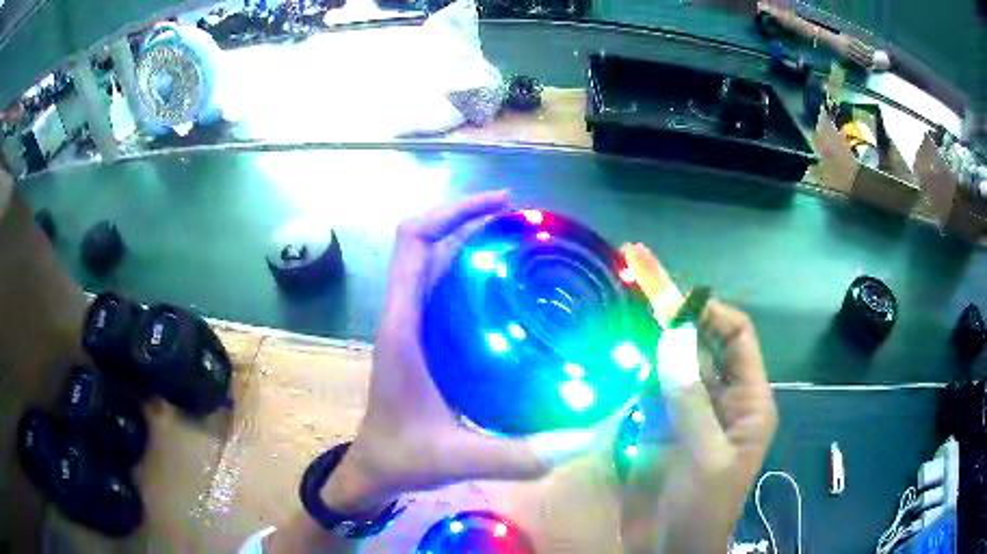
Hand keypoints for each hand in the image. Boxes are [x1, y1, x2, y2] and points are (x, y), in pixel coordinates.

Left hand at [322, 191, 549, 512]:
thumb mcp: (460, 458)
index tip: (500, 205)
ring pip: (435, 264)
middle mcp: (404, 315)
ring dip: (472, 245)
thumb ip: (518, 456)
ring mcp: (411, 326)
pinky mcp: (422, 340)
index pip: (413, 243)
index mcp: (403, 327)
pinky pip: (443, 290)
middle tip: (527, 225)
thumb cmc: (403, 456)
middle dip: (472, 221)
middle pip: (427, 244)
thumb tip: (581, 441)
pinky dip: (472, 276)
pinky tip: (511, 292)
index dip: (452, 212)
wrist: (375, 468)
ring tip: (525, 247)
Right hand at [618, 244, 777, 553]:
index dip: (709, 312)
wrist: (674, 550)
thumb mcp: (705, 457)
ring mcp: (690, 415)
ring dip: (650, 341)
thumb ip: (691, 400)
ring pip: (673, 366)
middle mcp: (722, 400)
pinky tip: (613, 357)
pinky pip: (650, 392)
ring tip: (619, 310)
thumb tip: (673, 338)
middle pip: (702, 345)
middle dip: (674, 315)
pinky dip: (634, 373)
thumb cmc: (703, 509)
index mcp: (748, 402)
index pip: (737, 337)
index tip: (671, 298)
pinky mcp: (661, 430)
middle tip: (636, 278)